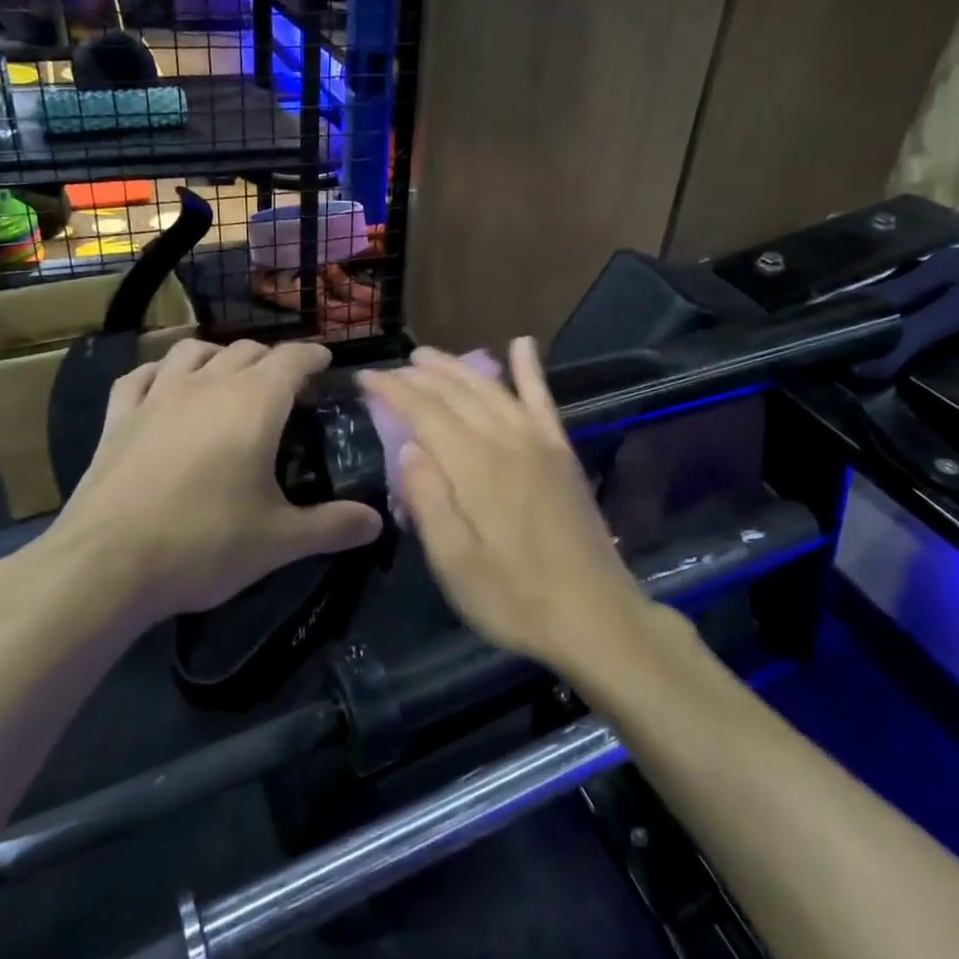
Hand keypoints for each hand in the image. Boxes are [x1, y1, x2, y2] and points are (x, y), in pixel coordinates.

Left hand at [40, 340, 383, 631]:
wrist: (107, 564)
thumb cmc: (205, 544)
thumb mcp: (280, 540)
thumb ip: (333, 526)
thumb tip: (375, 522)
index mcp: (254, 403)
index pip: (293, 358)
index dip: (313, 356)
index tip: (326, 364)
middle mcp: (208, 384)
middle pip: (247, 350)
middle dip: (272, 360)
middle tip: (286, 387)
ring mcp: (157, 396)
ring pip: (192, 352)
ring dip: (218, 355)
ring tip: (228, 376)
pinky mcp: (118, 418)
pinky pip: (139, 376)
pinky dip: (159, 373)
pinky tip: (163, 386)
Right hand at [358, 340, 647, 670]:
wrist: (594, 615)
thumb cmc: (514, 598)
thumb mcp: (455, 563)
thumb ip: (428, 501)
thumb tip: (408, 447)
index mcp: (475, 466)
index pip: (424, 412)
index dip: (392, 391)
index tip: (364, 378)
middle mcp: (506, 439)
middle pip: (456, 392)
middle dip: (420, 374)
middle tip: (390, 368)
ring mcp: (539, 442)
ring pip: (492, 389)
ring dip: (458, 367)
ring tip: (429, 356)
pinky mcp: (561, 452)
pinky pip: (543, 399)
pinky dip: (531, 369)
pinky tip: (522, 343)